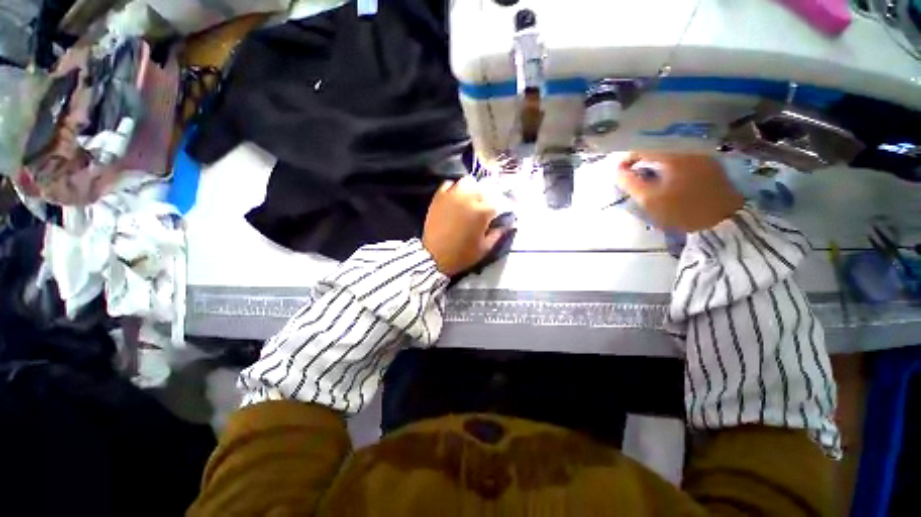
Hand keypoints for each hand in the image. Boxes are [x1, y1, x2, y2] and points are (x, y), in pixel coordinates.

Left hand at [423, 177, 505, 275]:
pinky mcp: (439, 197)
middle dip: (486, 197)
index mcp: (483, 211)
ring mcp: (452, 196)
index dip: (498, 208)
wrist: (434, 257)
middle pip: (484, 188)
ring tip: (470, 199)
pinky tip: (455, 197)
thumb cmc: (462, 255)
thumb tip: (507, 224)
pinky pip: (448, 184)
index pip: (498, 201)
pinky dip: (454, 188)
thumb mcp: (485, 248)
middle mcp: (469, 198)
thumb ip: (498, 233)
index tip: (496, 215)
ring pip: (467, 181)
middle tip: (483, 208)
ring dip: (472, 189)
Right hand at [616, 152, 743, 232]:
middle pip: (657, 148)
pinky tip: (666, 179)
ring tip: (648, 179)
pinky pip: (682, 158)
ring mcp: (702, 154)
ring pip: (670, 154)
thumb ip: (629, 182)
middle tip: (632, 177)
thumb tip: (617, 171)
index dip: (627, 159)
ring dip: (655, 164)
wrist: (723, 220)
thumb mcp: (648, 199)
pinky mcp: (709, 164)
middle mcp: (689, 148)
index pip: (642, 147)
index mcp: (673, 153)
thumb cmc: (682, 209)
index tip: (619, 173)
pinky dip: (669, 166)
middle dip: (641, 162)